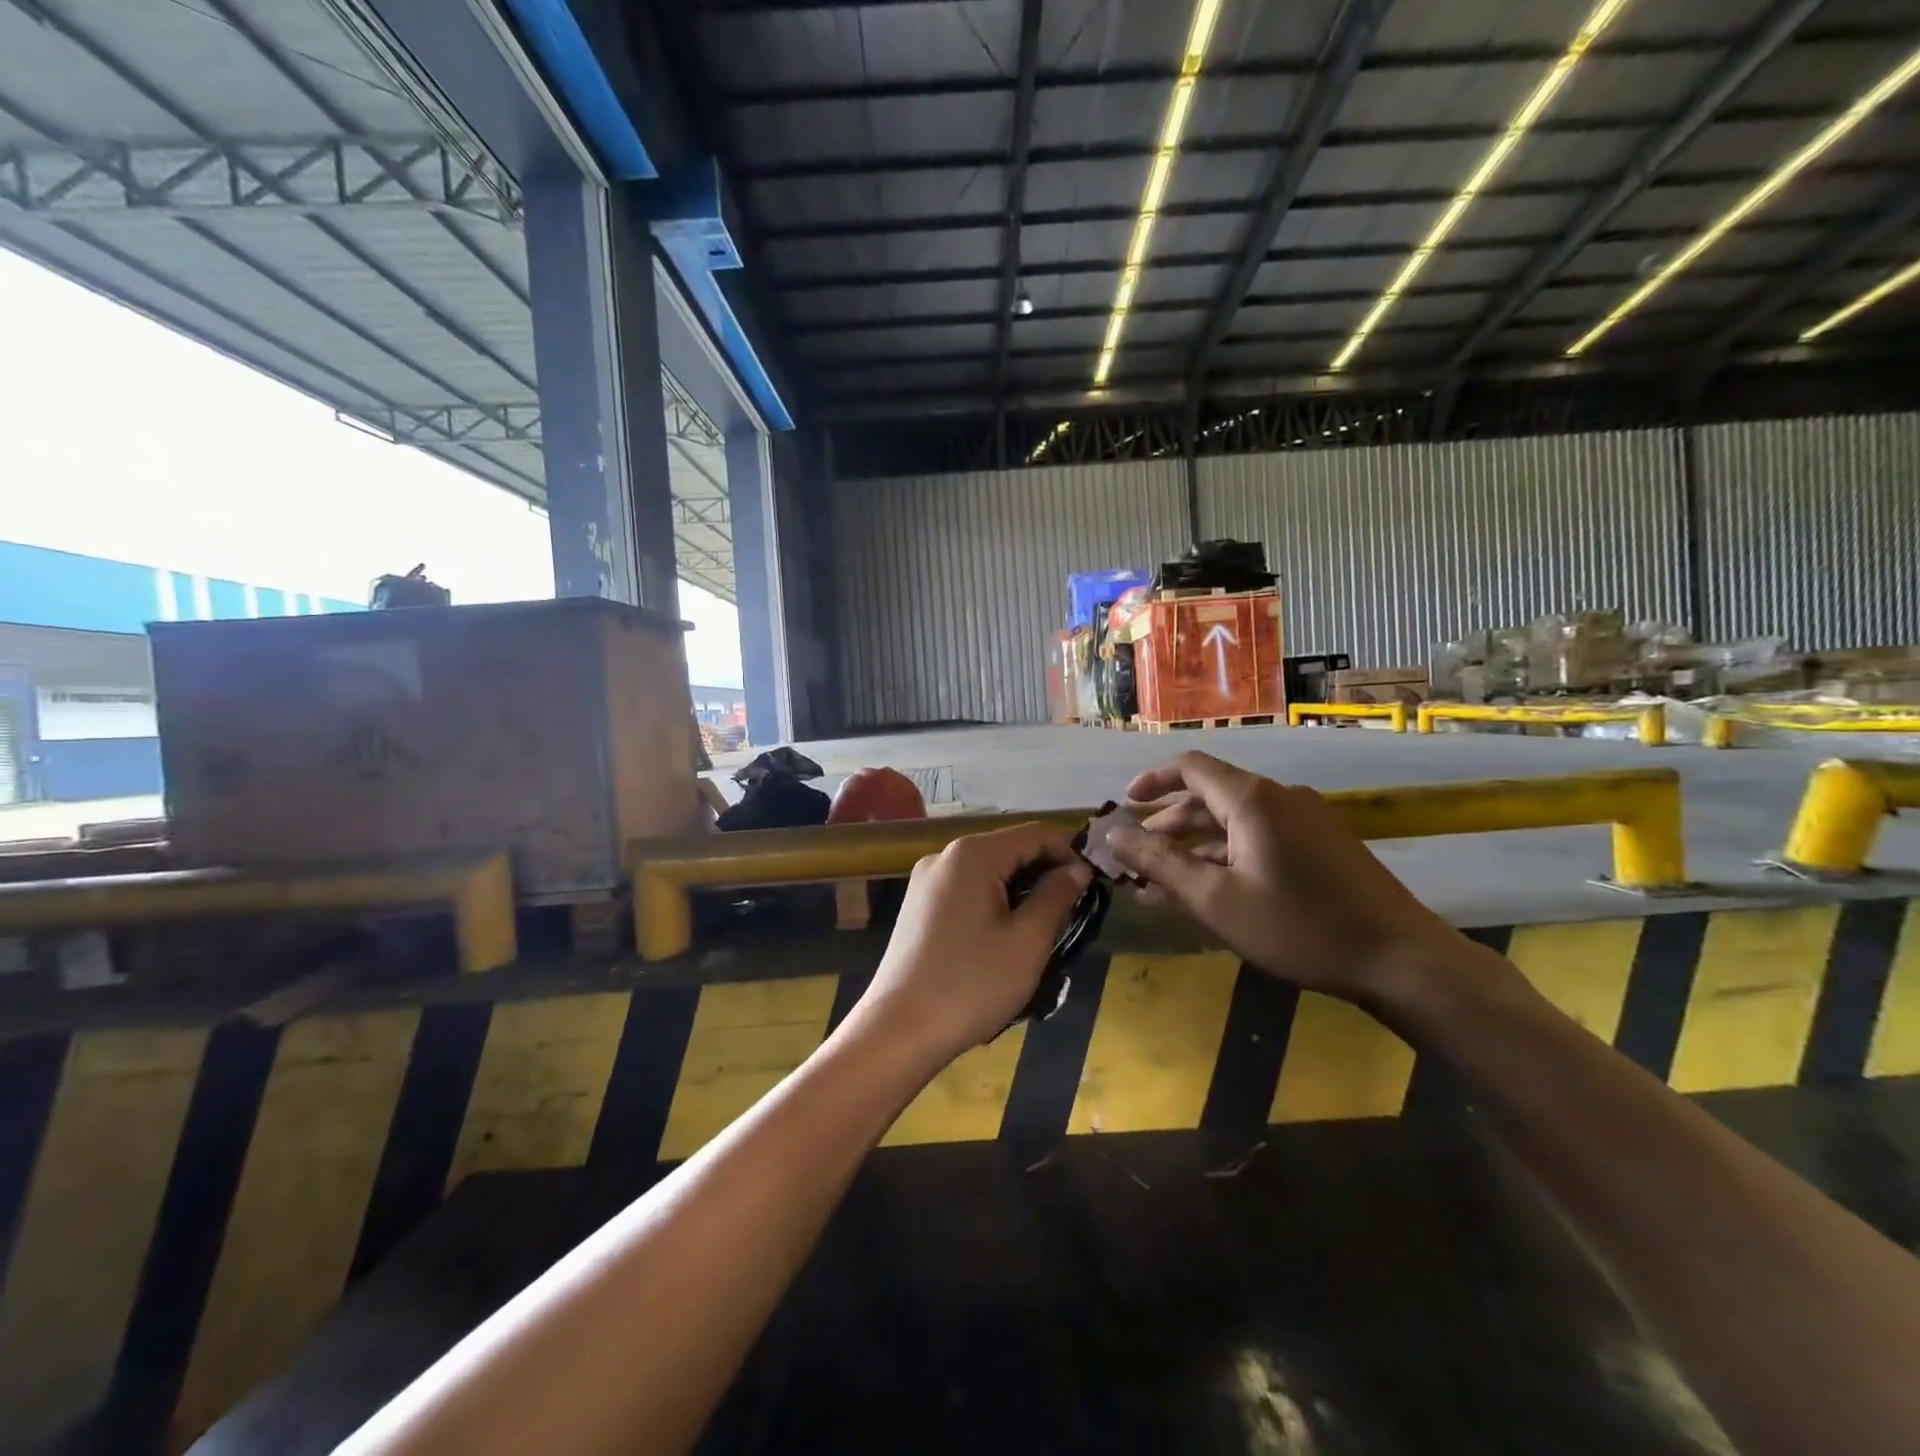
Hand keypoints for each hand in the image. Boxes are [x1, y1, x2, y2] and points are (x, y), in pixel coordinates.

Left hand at [850, 822, 1091, 1069]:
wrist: (898, 1031)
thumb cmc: (970, 985)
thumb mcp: (1027, 942)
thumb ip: (1056, 897)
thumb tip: (1078, 870)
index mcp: (972, 854)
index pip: (1035, 834)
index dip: (1069, 853)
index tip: (1094, 885)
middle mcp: (944, 856)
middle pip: (1009, 849)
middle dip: (1045, 874)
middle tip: (1074, 912)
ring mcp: (926, 881)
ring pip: (988, 872)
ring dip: (1020, 892)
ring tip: (1044, 929)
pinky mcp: (918, 906)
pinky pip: (966, 890)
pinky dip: (993, 903)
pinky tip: (1005, 937)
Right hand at [1105, 751, 1463, 1002]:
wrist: (1401, 961)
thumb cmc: (1299, 927)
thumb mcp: (1216, 900)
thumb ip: (1159, 863)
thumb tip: (1111, 834)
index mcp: (1252, 799)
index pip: (1190, 767)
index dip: (1152, 781)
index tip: (1124, 806)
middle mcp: (1279, 798)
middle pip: (1209, 797)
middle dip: (1168, 826)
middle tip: (1136, 859)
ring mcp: (1305, 821)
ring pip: (1233, 823)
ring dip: (1195, 848)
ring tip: (1163, 884)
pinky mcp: (1321, 846)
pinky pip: (1259, 839)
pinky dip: (1227, 858)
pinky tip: (1211, 892)